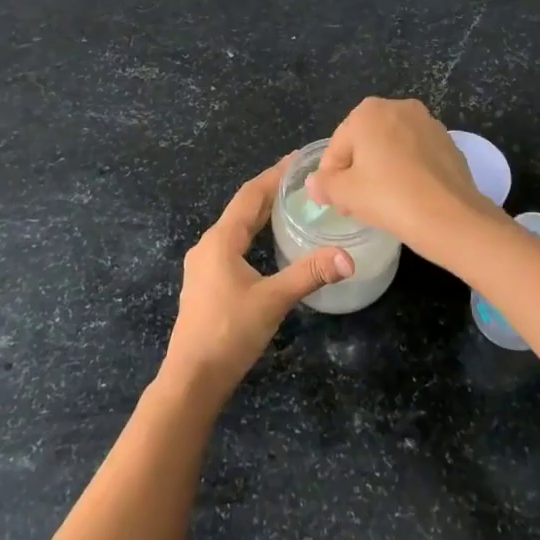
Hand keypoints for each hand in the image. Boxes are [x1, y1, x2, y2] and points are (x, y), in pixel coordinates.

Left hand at [160, 158, 354, 405]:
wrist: (192, 379)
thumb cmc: (229, 333)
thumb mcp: (273, 301)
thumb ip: (309, 275)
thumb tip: (347, 257)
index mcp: (220, 240)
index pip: (250, 196)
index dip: (273, 175)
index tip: (297, 160)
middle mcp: (208, 246)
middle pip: (242, 209)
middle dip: (270, 192)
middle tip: (301, 180)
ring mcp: (203, 265)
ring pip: (235, 228)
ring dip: (260, 214)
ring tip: (289, 205)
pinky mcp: (205, 283)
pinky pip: (232, 245)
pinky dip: (252, 234)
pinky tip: (267, 244)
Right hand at [306, 97, 500, 260]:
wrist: (451, 216)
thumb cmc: (389, 197)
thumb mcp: (346, 193)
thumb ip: (325, 184)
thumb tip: (314, 183)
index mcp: (368, 112)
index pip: (337, 145)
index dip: (330, 175)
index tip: (332, 201)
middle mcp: (399, 107)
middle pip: (365, 142)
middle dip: (356, 170)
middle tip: (352, 204)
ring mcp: (428, 123)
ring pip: (392, 147)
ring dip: (381, 169)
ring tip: (379, 202)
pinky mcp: (448, 143)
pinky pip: (416, 156)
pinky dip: (406, 171)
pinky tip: (406, 197)